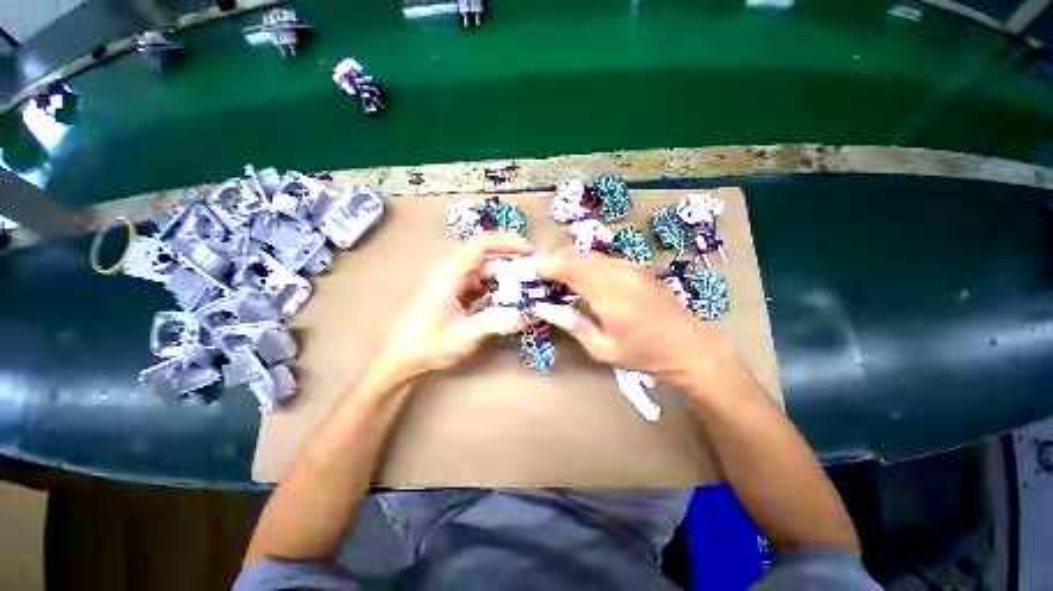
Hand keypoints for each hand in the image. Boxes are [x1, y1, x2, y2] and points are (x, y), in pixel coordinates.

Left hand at [377, 232, 534, 378]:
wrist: (402, 357)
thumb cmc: (427, 344)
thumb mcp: (463, 336)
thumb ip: (494, 323)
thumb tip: (525, 314)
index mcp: (451, 274)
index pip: (481, 245)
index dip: (507, 242)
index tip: (530, 252)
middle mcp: (454, 272)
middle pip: (488, 255)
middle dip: (513, 260)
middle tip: (537, 272)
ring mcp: (457, 282)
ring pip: (488, 269)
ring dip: (508, 275)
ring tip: (530, 285)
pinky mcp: (460, 292)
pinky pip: (484, 283)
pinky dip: (500, 287)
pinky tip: (514, 297)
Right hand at [533, 248, 736, 387]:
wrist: (690, 347)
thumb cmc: (645, 354)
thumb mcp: (602, 349)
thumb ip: (571, 324)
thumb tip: (543, 307)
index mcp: (611, 294)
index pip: (570, 266)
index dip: (545, 264)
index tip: (528, 270)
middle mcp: (620, 272)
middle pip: (576, 254)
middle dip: (551, 258)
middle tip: (535, 272)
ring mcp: (630, 266)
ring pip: (588, 254)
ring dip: (566, 260)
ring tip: (551, 274)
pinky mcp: (635, 267)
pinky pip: (601, 259)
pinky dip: (582, 263)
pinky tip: (576, 277)